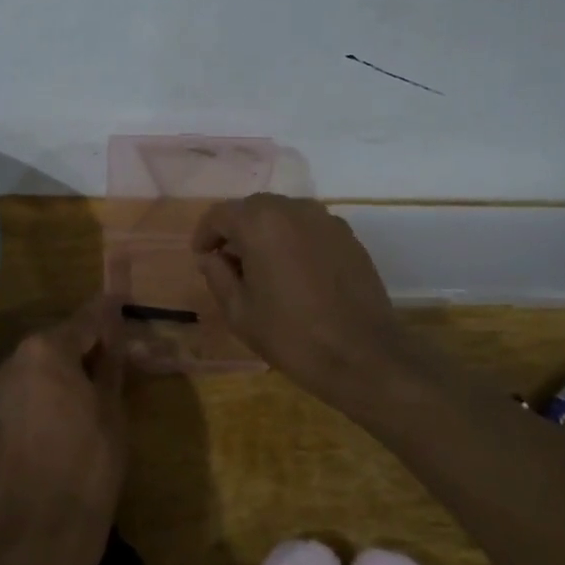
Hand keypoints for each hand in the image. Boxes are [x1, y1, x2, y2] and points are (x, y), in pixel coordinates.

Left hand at [0, 298, 128, 557]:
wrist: (41, 529)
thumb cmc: (88, 461)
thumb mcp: (111, 407)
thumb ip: (111, 362)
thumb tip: (113, 333)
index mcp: (46, 348)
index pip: (87, 319)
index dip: (110, 313)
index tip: (125, 303)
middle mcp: (17, 359)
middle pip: (62, 339)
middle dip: (90, 343)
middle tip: (121, 354)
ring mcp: (3, 390)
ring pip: (46, 365)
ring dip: (72, 367)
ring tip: (103, 383)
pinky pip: (33, 389)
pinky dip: (54, 390)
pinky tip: (76, 409)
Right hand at [192, 194, 408, 402]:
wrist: (363, 356)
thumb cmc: (291, 335)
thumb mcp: (239, 312)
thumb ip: (217, 275)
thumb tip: (210, 257)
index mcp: (260, 222)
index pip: (220, 214)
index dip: (205, 234)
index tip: (201, 257)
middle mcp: (293, 208)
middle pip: (253, 209)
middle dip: (236, 231)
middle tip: (230, 264)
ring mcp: (326, 220)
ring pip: (283, 215)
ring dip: (266, 233)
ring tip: (263, 268)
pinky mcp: (348, 236)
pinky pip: (309, 228)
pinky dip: (294, 240)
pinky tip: (296, 272)